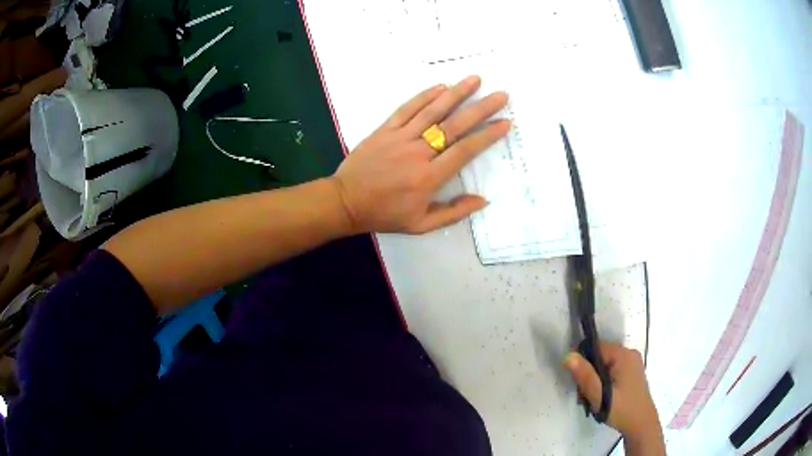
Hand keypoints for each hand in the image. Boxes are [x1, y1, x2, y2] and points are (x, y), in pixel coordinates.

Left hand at [331, 76, 509, 233]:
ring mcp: (400, 138)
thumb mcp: (421, 225)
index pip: (465, 151)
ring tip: (475, 79)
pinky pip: (407, 109)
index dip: (487, 136)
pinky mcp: (385, 130)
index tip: (505, 123)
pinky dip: (424, 96)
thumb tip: (483, 200)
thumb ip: (454, 212)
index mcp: (429, 178)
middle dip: (481, 109)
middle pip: (454, 126)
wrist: (346, 202)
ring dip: (456, 93)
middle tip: (500, 95)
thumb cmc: (385, 214)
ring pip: (432, 111)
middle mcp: (418, 153)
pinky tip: (440, 86)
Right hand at [563, 343, 664, 453]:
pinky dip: (604, 382)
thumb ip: (584, 375)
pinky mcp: (633, 373)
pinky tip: (603, 398)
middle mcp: (630, 354)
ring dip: (596, 380)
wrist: (642, 425)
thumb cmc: (621, 410)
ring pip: (605, 365)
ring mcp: (633, 363)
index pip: (596, 347)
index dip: (583, 362)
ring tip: (593, 400)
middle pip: (600, 356)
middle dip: (589, 374)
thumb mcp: (599, 396)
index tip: (578, 383)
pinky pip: (613, 371)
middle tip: (585, 396)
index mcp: (623, 355)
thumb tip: (567, 355)